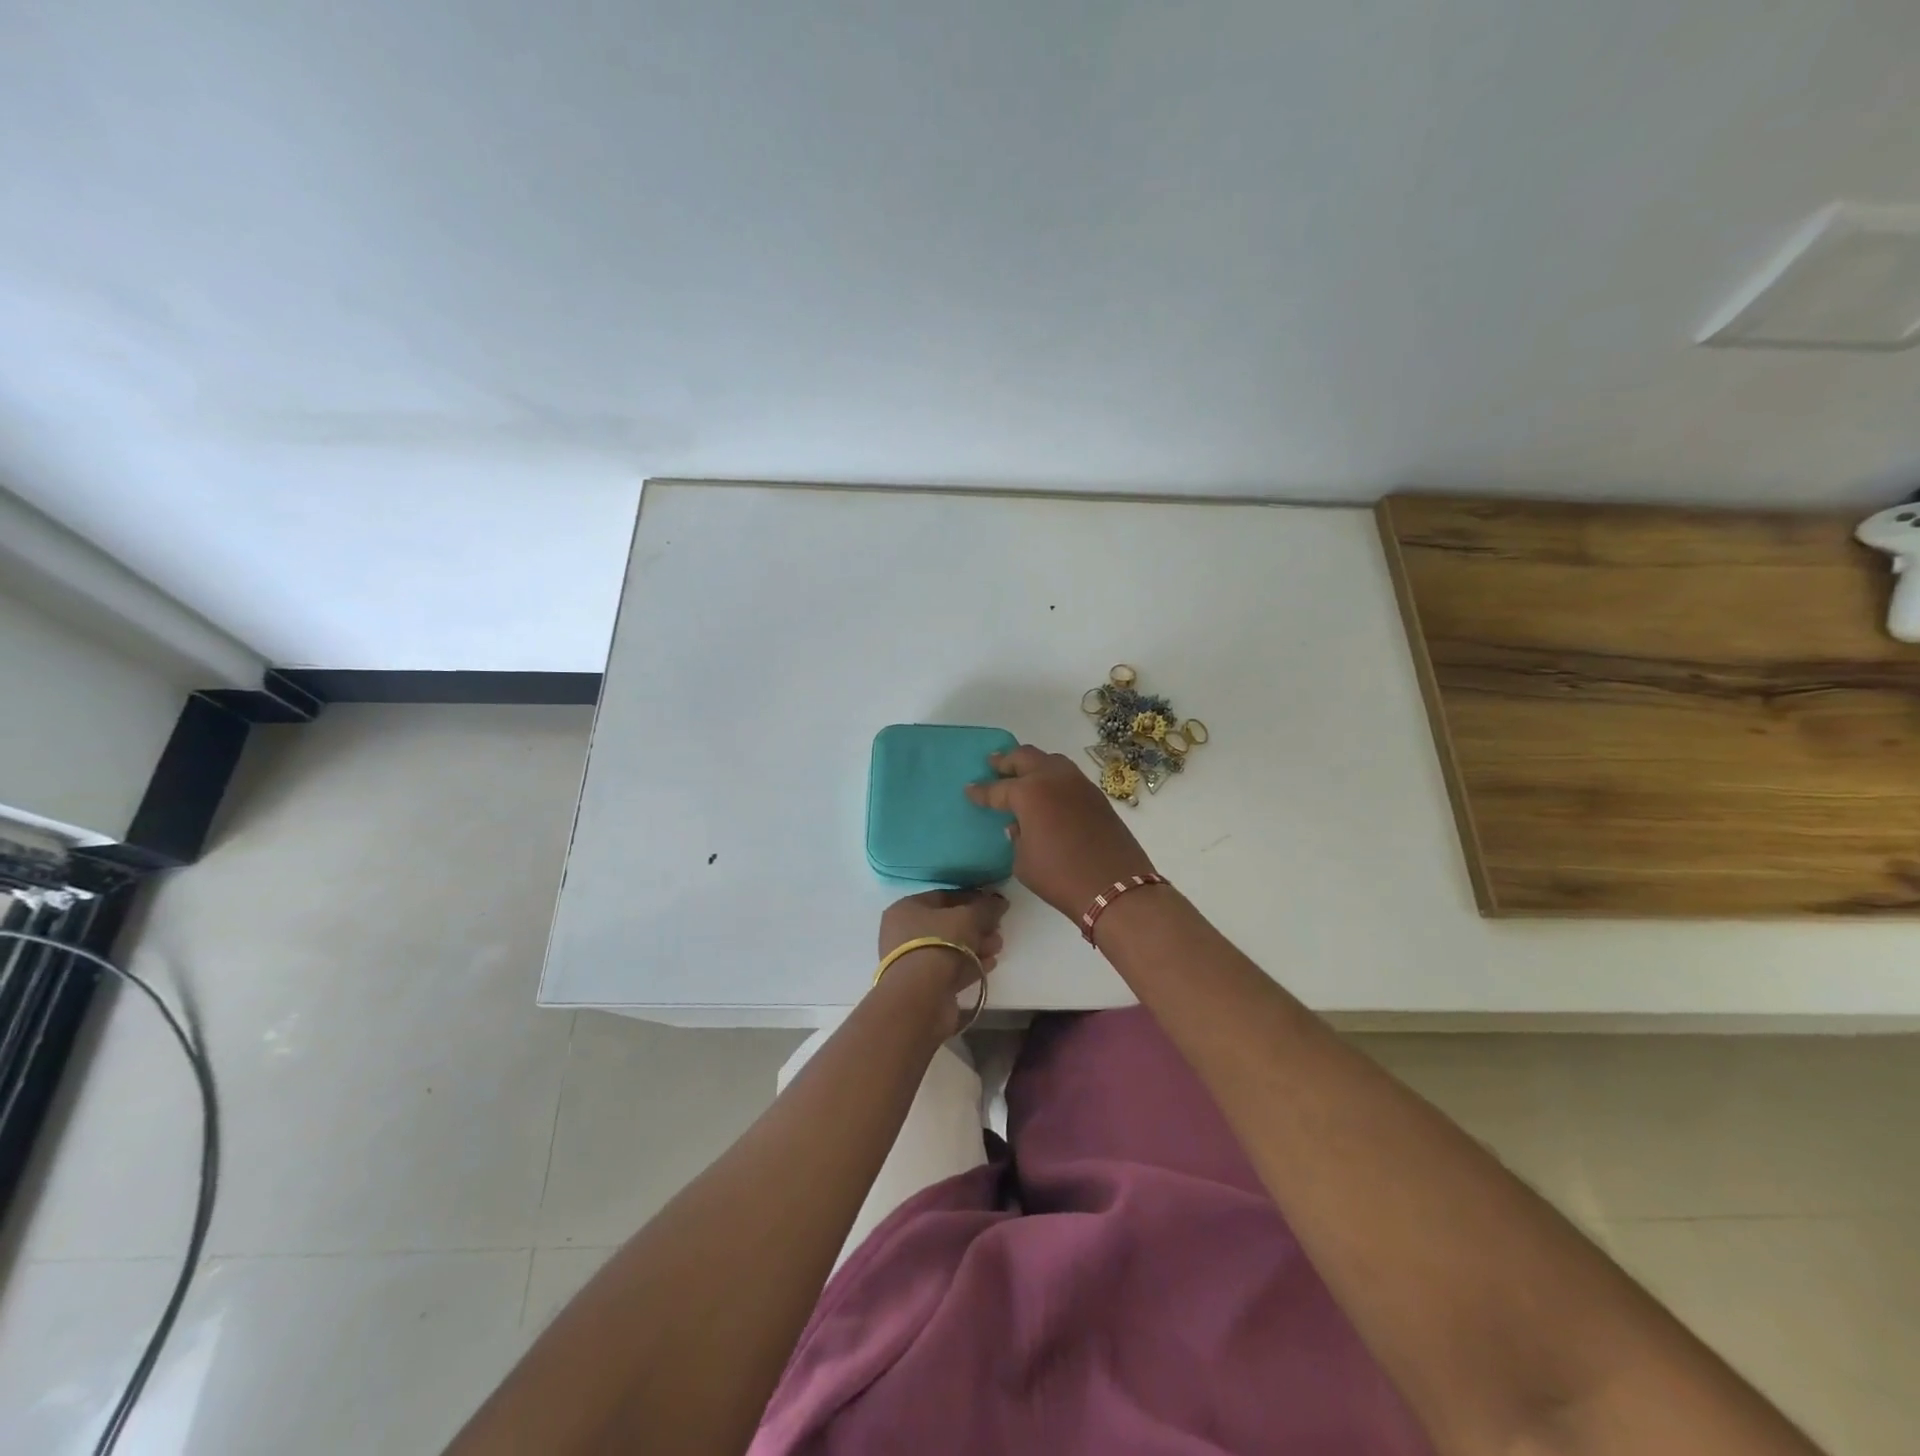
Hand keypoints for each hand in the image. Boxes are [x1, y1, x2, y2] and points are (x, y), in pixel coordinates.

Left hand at [875, 889, 1007, 1035]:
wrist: (920, 998)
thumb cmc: (938, 944)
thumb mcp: (967, 918)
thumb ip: (985, 907)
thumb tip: (999, 901)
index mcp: (906, 909)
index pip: (943, 897)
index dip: (971, 898)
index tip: (994, 903)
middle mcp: (904, 933)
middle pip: (948, 923)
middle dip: (977, 925)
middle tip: (998, 927)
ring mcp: (913, 961)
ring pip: (951, 948)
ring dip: (977, 945)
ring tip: (998, 945)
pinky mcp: (924, 986)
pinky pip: (951, 969)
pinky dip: (970, 965)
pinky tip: (990, 963)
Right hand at [965, 746, 1157, 918]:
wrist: (1114, 887)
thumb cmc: (1060, 877)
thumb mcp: (1024, 861)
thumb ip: (1016, 837)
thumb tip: (1020, 825)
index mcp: (1029, 792)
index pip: (998, 789)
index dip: (981, 792)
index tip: (969, 790)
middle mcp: (1054, 778)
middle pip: (1025, 758)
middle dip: (1006, 760)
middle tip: (993, 764)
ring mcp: (1079, 784)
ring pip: (1051, 761)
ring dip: (1033, 763)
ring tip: (1021, 772)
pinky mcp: (1097, 795)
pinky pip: (1069, 776)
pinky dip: (1053, 777)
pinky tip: (1048, 791)